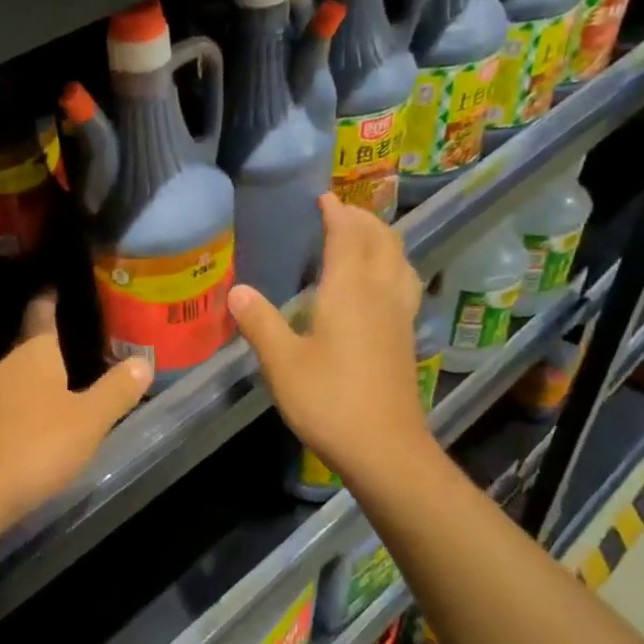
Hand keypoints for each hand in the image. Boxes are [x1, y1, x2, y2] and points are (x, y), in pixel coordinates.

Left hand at [0, 296, 152, 527]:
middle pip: (28, 351)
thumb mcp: (89, 420)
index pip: (42, 317)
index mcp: (34, 356)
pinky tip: (33, 428)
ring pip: (14, 382)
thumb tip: (143, 361)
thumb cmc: (37, 445)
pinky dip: (20, 411)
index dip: (49, 302)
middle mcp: (4, 368)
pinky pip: (3, 409)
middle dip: (48, 350)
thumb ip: (116, 391)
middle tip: (77, 347)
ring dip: (34, 384)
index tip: (53, 287)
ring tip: (60, 389)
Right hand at [228, 194, 432, 487]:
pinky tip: (380, 284)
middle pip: (381, 241)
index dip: (336, 213)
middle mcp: (380, 294)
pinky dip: (392, 265)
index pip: (347, 237)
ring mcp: (399, 316)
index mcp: (349, 291)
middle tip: (341, 211)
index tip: (323, 197)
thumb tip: (237, 290)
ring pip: (400, 261)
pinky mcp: (406, 337)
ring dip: (383, 240)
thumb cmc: (328, 400)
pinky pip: (404, 283)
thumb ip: (260, 322)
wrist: (383, 446)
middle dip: (363, 219)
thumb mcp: (282, 363)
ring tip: (364, 237)